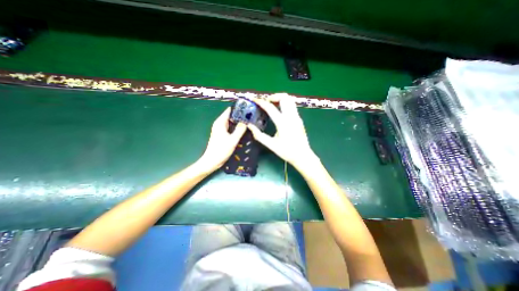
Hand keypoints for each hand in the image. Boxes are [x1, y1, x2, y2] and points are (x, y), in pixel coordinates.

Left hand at [199, 107, 246, 169]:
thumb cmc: (221, 150)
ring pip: (231, 122)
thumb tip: (246, 121)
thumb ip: (240, 130)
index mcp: (220, 122)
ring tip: (249, 120)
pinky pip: (230, 127)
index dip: (237, 108)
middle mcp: (220, 124)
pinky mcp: (222, 135)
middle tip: (250, 115)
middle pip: (230, 116)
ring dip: (238, 121)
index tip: (247, 107)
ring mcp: (220, 129)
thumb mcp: (233, 140)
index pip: (229, 110)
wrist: (212, 161)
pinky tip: (243, 129)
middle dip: (239, 115)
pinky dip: (236, 127)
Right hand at [248, 96, 318, 169]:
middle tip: (266, 102)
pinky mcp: (299, 119)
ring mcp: (297, 117)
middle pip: (284, 97)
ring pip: (290, 100)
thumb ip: (259, 135)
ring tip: (272, 104)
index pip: (270, 107)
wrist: (303, 156)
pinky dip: (285, 104)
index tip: (254, 99)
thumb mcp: (271, 145)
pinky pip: (292, 106)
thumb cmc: (287, 152)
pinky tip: (279, 111)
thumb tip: (250, 126)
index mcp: (282, 123)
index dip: (261, 102)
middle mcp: (291, 117)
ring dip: (280, 99)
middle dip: (273, 96)